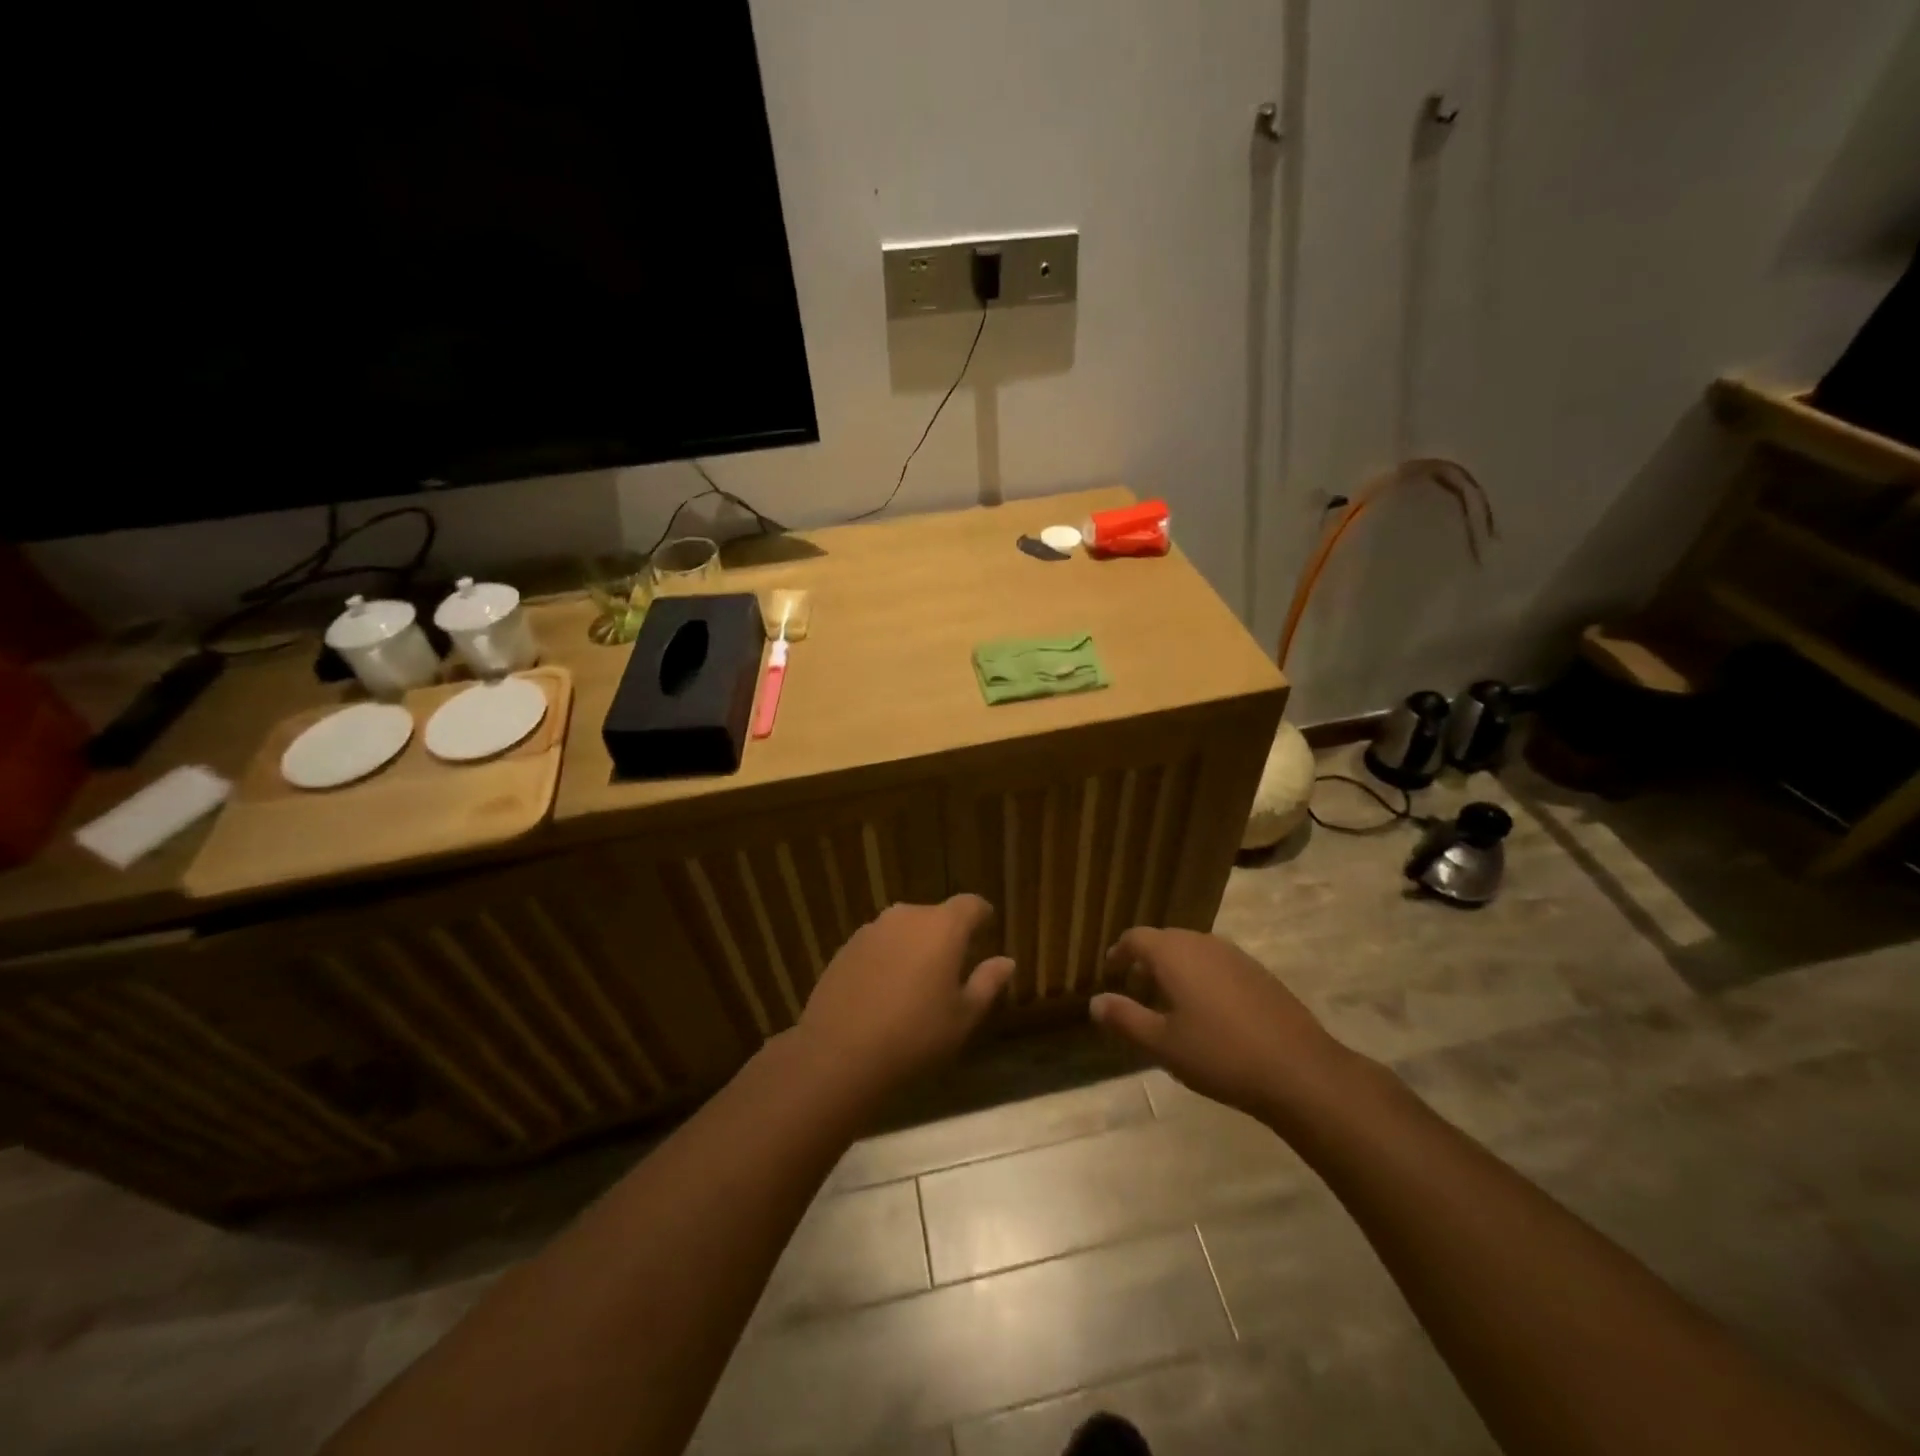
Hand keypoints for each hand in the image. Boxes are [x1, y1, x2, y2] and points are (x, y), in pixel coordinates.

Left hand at [797, 895, 1015, 1099]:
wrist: (839, 1055)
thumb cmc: (915, 1036)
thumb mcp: (963, 1017)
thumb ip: (987, 982)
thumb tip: (1006, 961)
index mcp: (943, 927)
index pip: (970, 904)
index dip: (982, 915)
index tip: (987, 928)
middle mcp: (906, 916)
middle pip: (935, 916)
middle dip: (947, 935)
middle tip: (953, 967)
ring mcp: (871, 930)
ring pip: (904, 929)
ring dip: (914, 946)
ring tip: (917, 981)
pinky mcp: (845, 948)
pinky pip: (878, 945)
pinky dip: (887, 959)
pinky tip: (884, 992)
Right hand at [1091, 927, 1353, 1125]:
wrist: (1299, 1071)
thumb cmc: (1219, 1055)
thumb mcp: (1162, 1044)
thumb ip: (1125, 1018)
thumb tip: (1094, 1002)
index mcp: (1174, 953)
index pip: (1136, 938)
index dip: (1119, 953)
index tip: (1111, 972)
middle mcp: (1203, 943)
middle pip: (1165, 939)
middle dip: (1146, 959)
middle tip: (1136, 989)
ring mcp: (1236, 956)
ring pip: (1194, 950)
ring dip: (1175, 968)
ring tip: (1169, 1002)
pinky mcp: (1259, 973)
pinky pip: (1218, 964)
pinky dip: (1202, 976)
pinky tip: (1209, 1012)